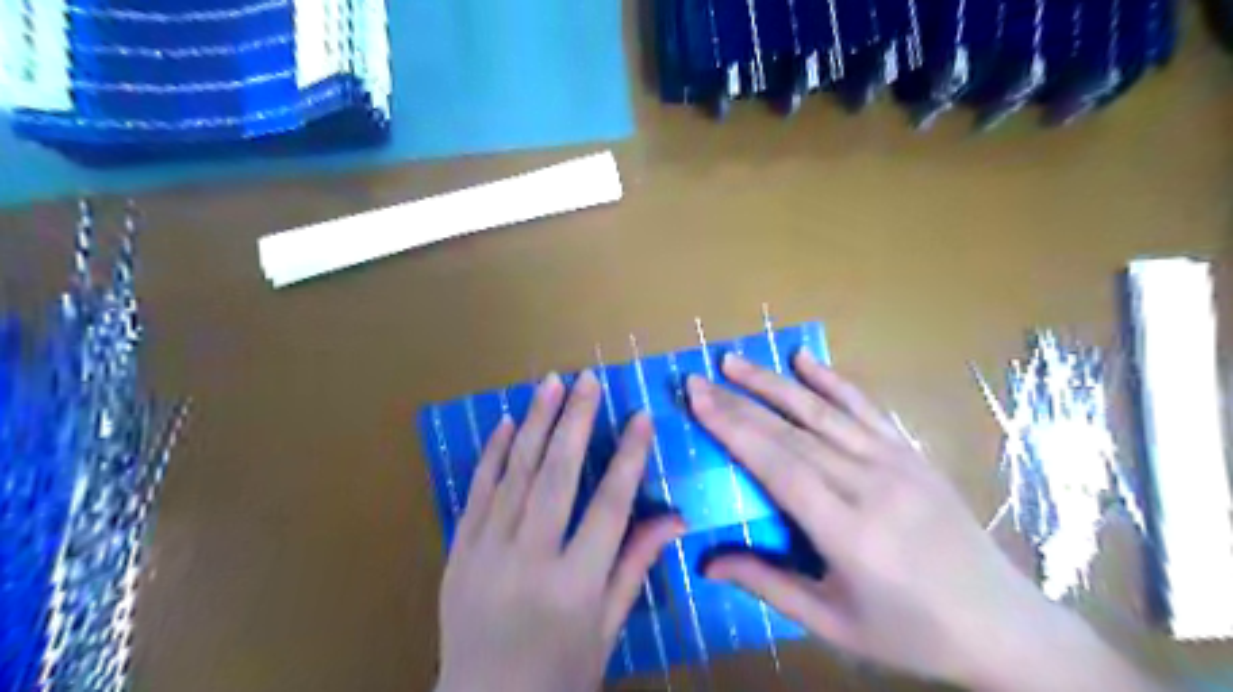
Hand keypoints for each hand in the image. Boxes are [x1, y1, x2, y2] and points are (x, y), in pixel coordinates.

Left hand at [434, 374, 683, 691]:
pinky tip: (505, 423)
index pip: (610, 506)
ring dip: (534, 423)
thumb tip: (675, 517)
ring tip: (549, 384)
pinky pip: (477, 491)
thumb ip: (635, 566)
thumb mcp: (606, 629)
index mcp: (574, 585)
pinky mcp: (459, 550)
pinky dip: (493, 454)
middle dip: (575, 421)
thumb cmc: (557, 672)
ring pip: (515, 473)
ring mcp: (487, 551)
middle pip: (557, 476)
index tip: (641, 417)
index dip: (629, 457)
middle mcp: (529, 560)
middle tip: (587, 380)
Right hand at [685, 354, 1157, 689]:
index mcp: (848, 531)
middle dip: (739, 402)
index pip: (777, 465)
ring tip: (734, 362)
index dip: (733, 429)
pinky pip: (865, 408)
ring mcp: (895, 463)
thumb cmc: (912, 633)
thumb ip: (767, 585)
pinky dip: (832, 381)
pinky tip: (805, 359)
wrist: (1005, 627)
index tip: (698, 400)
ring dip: (774, 383)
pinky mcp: (911, 454)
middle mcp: (870, 485)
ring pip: (822, 412)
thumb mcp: (834, 623)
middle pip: (791, 432)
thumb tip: (706, 564)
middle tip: (698, 379)